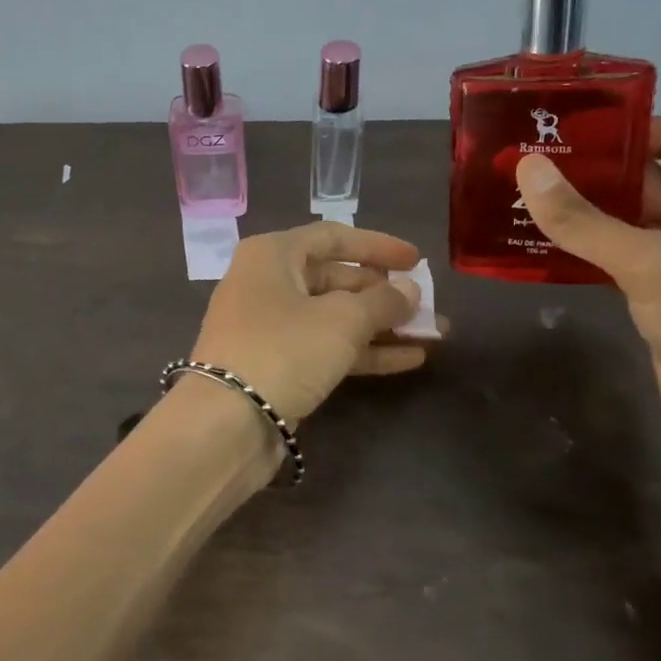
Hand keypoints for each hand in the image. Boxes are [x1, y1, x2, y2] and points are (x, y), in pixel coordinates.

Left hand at [188, 222, 435, 421]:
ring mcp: (270, 328)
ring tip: (433, 334)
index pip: (333, 238)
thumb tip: (409, 290)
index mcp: (272, 255)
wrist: (227, 423)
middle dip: (384, 294)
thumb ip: (383, 301)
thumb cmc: (284, 350)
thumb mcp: (342, 320)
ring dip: (382, 326)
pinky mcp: (277, 365)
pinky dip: (365, 351)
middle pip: (336, 279)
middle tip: (427, 307)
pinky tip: (409, 359)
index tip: (416, 261)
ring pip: (334, 318)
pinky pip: (326, 348)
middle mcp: (267, 284)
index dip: (378, 246)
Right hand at [514, 118, 660, 519]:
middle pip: (647, 180)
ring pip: (626, 227)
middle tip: (522, 165)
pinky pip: (616, 268)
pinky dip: (580, 256)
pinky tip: (536, 257)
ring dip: (579, 216)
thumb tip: (527, 168)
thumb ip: (586, 221)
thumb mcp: (652, 266)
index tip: (564, 131)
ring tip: (516, 205)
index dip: (628, 126)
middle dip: (590, 170)